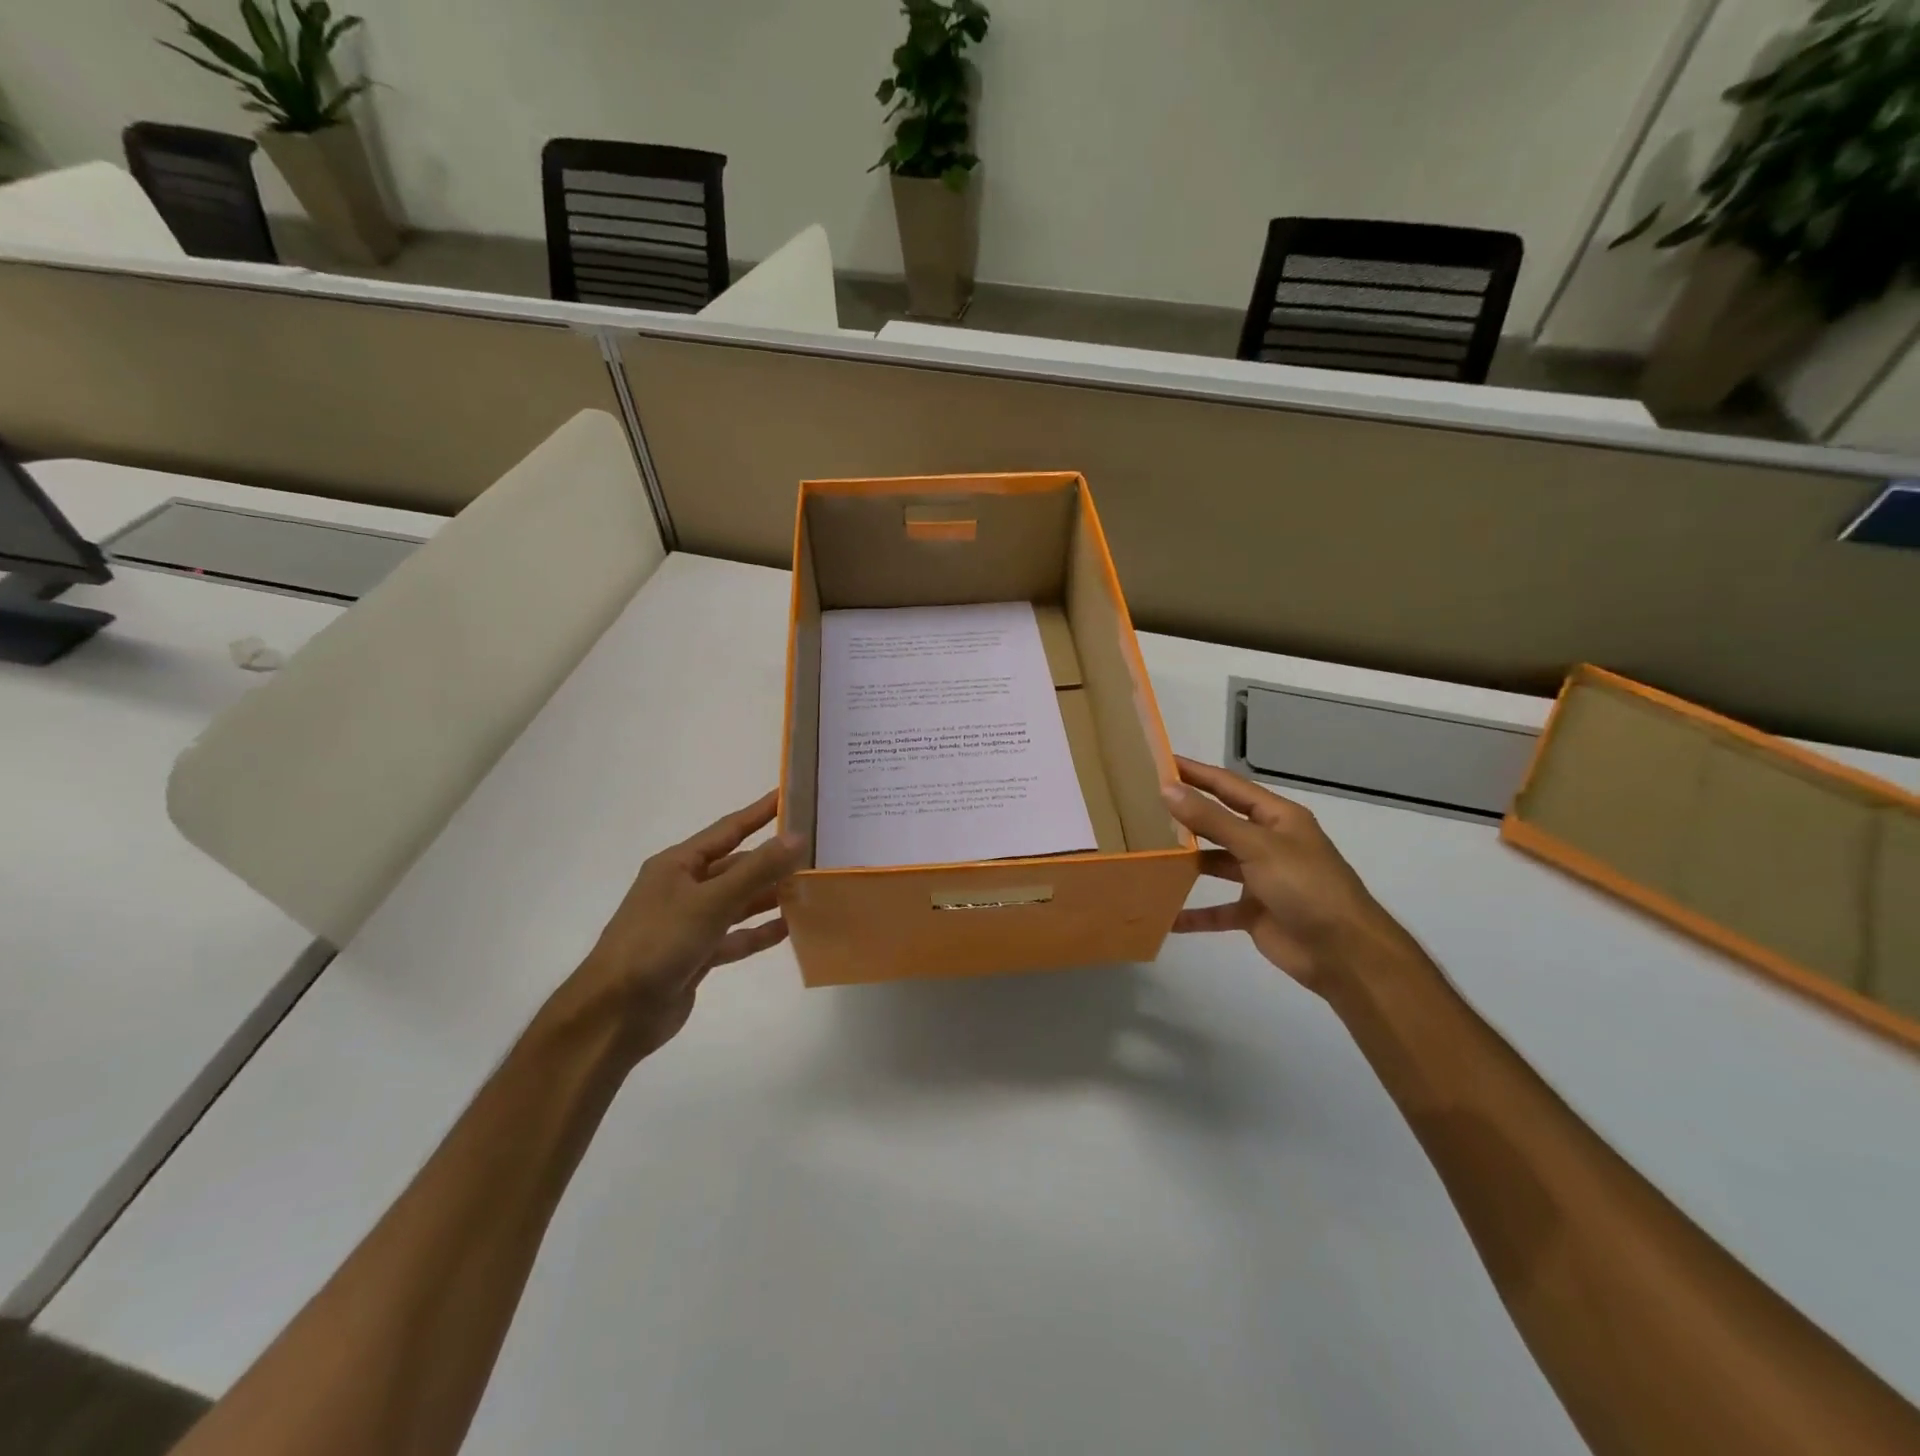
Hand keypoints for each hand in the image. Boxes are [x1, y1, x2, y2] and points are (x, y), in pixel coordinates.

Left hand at [560, 791, 804, 1061]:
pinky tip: (789, 929)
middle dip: (772, 861)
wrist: (615, 1014)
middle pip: (736, 867)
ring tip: (810, 889)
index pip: (728, 830)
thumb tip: (797, 836)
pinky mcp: (696, 955)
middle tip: (814, 850)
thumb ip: (756, 870)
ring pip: (738, 902)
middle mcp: (683, 888)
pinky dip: (758, 932)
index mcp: (678, 865)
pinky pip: (735, 937)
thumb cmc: (658, 943)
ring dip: (769, 897)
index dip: (759, 813)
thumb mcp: (710, 901)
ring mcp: (689, 923)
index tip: (790, 796)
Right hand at [1162, 757, 1415, 995]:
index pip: (1228, 786)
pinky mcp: (1254, 913)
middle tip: (1142, 807)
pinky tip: (1165, 915)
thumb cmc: (1306, 887)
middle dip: (1186, 816)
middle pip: (1219, 823)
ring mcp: (1261, 879)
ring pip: (1215, 865)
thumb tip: (1167, 788)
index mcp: (1277, 818)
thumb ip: (1212, 820)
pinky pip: (1217, 910)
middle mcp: (1268, 843)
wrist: (1345, 953)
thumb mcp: (1258, 846)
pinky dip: (1194, 913)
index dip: (1196, 773)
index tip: (1159, 762)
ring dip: (1186, 863)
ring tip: (1146, 854)